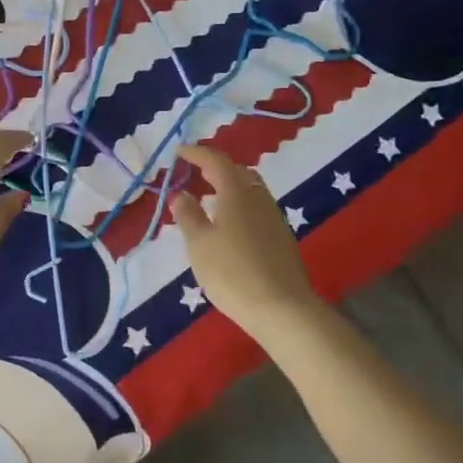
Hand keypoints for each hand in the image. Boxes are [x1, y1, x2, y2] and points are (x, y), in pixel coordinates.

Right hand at [171, 145, 320, 340]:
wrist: (283, 309)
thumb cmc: (233, 272)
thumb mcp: (199, 244)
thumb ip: (188, 215)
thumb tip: (180, 194)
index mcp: (236, 192)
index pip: (216, 160)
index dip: (196, 153)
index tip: (179, 152)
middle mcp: (258, 198)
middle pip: (237, 172)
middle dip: (215, 168)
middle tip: (195, 174)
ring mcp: (274, 218)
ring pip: (250, 190)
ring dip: (229, 188)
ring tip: (209, 200)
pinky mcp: (282, 238)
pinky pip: (257, 209)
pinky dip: (240, 206)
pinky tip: (229, 226)